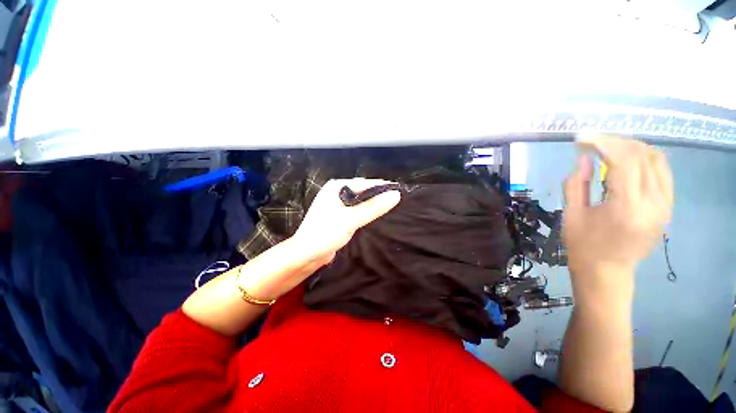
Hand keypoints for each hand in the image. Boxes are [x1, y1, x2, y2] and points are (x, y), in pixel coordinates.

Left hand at [292, 178, 401, 264]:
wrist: (306, 254)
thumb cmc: (325, 234)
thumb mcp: (351, 220)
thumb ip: (373, 207)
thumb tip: (395, 195)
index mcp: (337, 187)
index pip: (365, 183)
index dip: (383, 187)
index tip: (401, 192)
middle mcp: (337, 192)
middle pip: (363, 190)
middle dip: (379, 195)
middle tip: (397, 201)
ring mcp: (337, 203)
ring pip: (360, 201)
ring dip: (373, 204)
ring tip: (391, 207)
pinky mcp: (339, 215)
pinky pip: (357, 209)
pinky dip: (366, 211)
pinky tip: (376, 215)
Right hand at [563, 136, 672, 304]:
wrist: (608, 271)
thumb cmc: (583, 245)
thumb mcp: (571, 215)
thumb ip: (576, 184)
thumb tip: (583, 158)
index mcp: (627, 208)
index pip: (624, 161)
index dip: (603, 143)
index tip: (582, 139)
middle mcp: (654, 203)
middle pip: (642, 155)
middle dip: (615, 142)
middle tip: (591, 143)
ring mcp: (665, 204)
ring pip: (656, 159)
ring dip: (631, 148)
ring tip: (607, 149)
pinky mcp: (667, 206)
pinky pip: (662, 171)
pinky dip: (644, 159)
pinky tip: (626, 161)